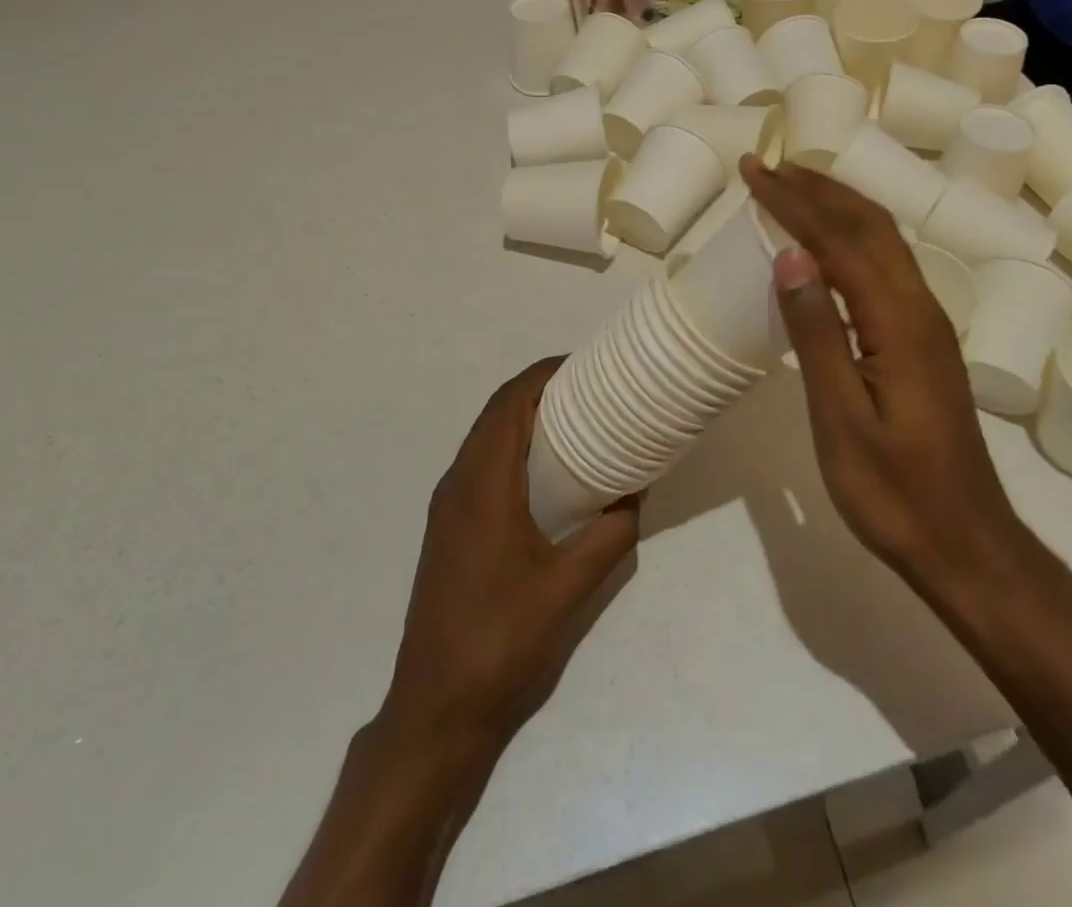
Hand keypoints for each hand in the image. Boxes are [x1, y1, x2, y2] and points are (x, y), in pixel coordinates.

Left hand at [383, 357, 640, 749]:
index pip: (509, 404)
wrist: (435, 707)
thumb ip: (609, 535)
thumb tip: (636, 493)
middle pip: (496, 413)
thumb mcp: (569, 588)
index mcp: (482, 486)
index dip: (543, 374)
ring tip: (574, 418)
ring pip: (485, 438)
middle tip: (589, 389)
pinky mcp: (449, 528)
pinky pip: (481, 464)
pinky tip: (545, 468)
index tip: (584, 365)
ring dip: (524, 417)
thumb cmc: (501, 640)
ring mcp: (448, 507)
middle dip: (539, 390)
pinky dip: (512, 446)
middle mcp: (458, 484)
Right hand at [740, 157, 1035, 608]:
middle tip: (768, 167)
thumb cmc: (894, 491)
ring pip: (884, 241)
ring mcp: (929, 323)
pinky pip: (887, 266)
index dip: (793, 201)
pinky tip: (830, 247)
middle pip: (870, 225)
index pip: (838, 239)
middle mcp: (921, 306)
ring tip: (794, 188)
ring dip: (839, 206)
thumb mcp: (840, 418)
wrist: (967, 543)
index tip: (753, 171)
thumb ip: (818, 332)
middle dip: (818, 189)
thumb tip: (791, 255)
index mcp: (899, 320)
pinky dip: (853, 237)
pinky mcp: (926, 341)